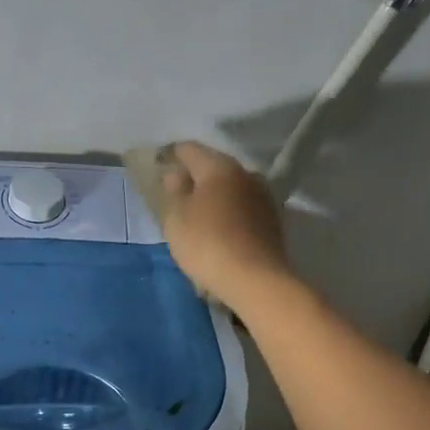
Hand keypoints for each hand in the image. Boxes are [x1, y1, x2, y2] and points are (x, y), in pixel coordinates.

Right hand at [153, 141, 294, 310]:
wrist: (257, 280)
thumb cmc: (208, 244)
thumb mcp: (177, 218)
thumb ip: (174, 191)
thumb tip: (177, 174)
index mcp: (219, 166)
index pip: (189, 149)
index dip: (170, 156)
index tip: (157, 168)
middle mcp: (246, 174)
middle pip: (213, 167)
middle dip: (194, 177)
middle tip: (174, 195)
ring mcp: (263, 197)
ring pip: (230, 188)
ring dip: (213, 197)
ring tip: (196, 216)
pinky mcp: (272, 221)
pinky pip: (242, 209)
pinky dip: (228, 214)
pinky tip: (218, 231)